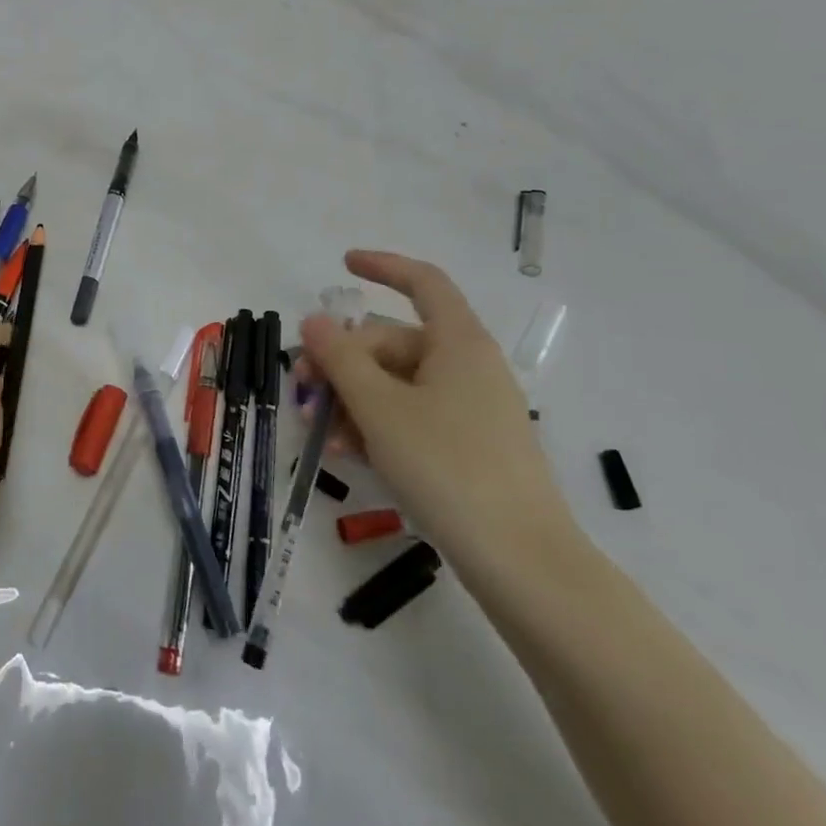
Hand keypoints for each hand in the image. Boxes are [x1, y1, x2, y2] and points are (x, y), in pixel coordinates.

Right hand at [299, 251, 582, 579]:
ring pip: (396, 384)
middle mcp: (467, 366)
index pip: (422, 283)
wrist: (522, 562)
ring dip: (352, 399)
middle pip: (393, 342)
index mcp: (457, 342)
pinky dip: (377, 426)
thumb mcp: (380, 408)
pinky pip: (411, 417)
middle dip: (342, 361)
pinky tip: (348, 453)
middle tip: (303, 389)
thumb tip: (314, 319)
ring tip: (321, 432)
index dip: (383, 266)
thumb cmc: (448, 467)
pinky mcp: (468, 446)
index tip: (343, 264)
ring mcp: (470, 409)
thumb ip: (340, 359)